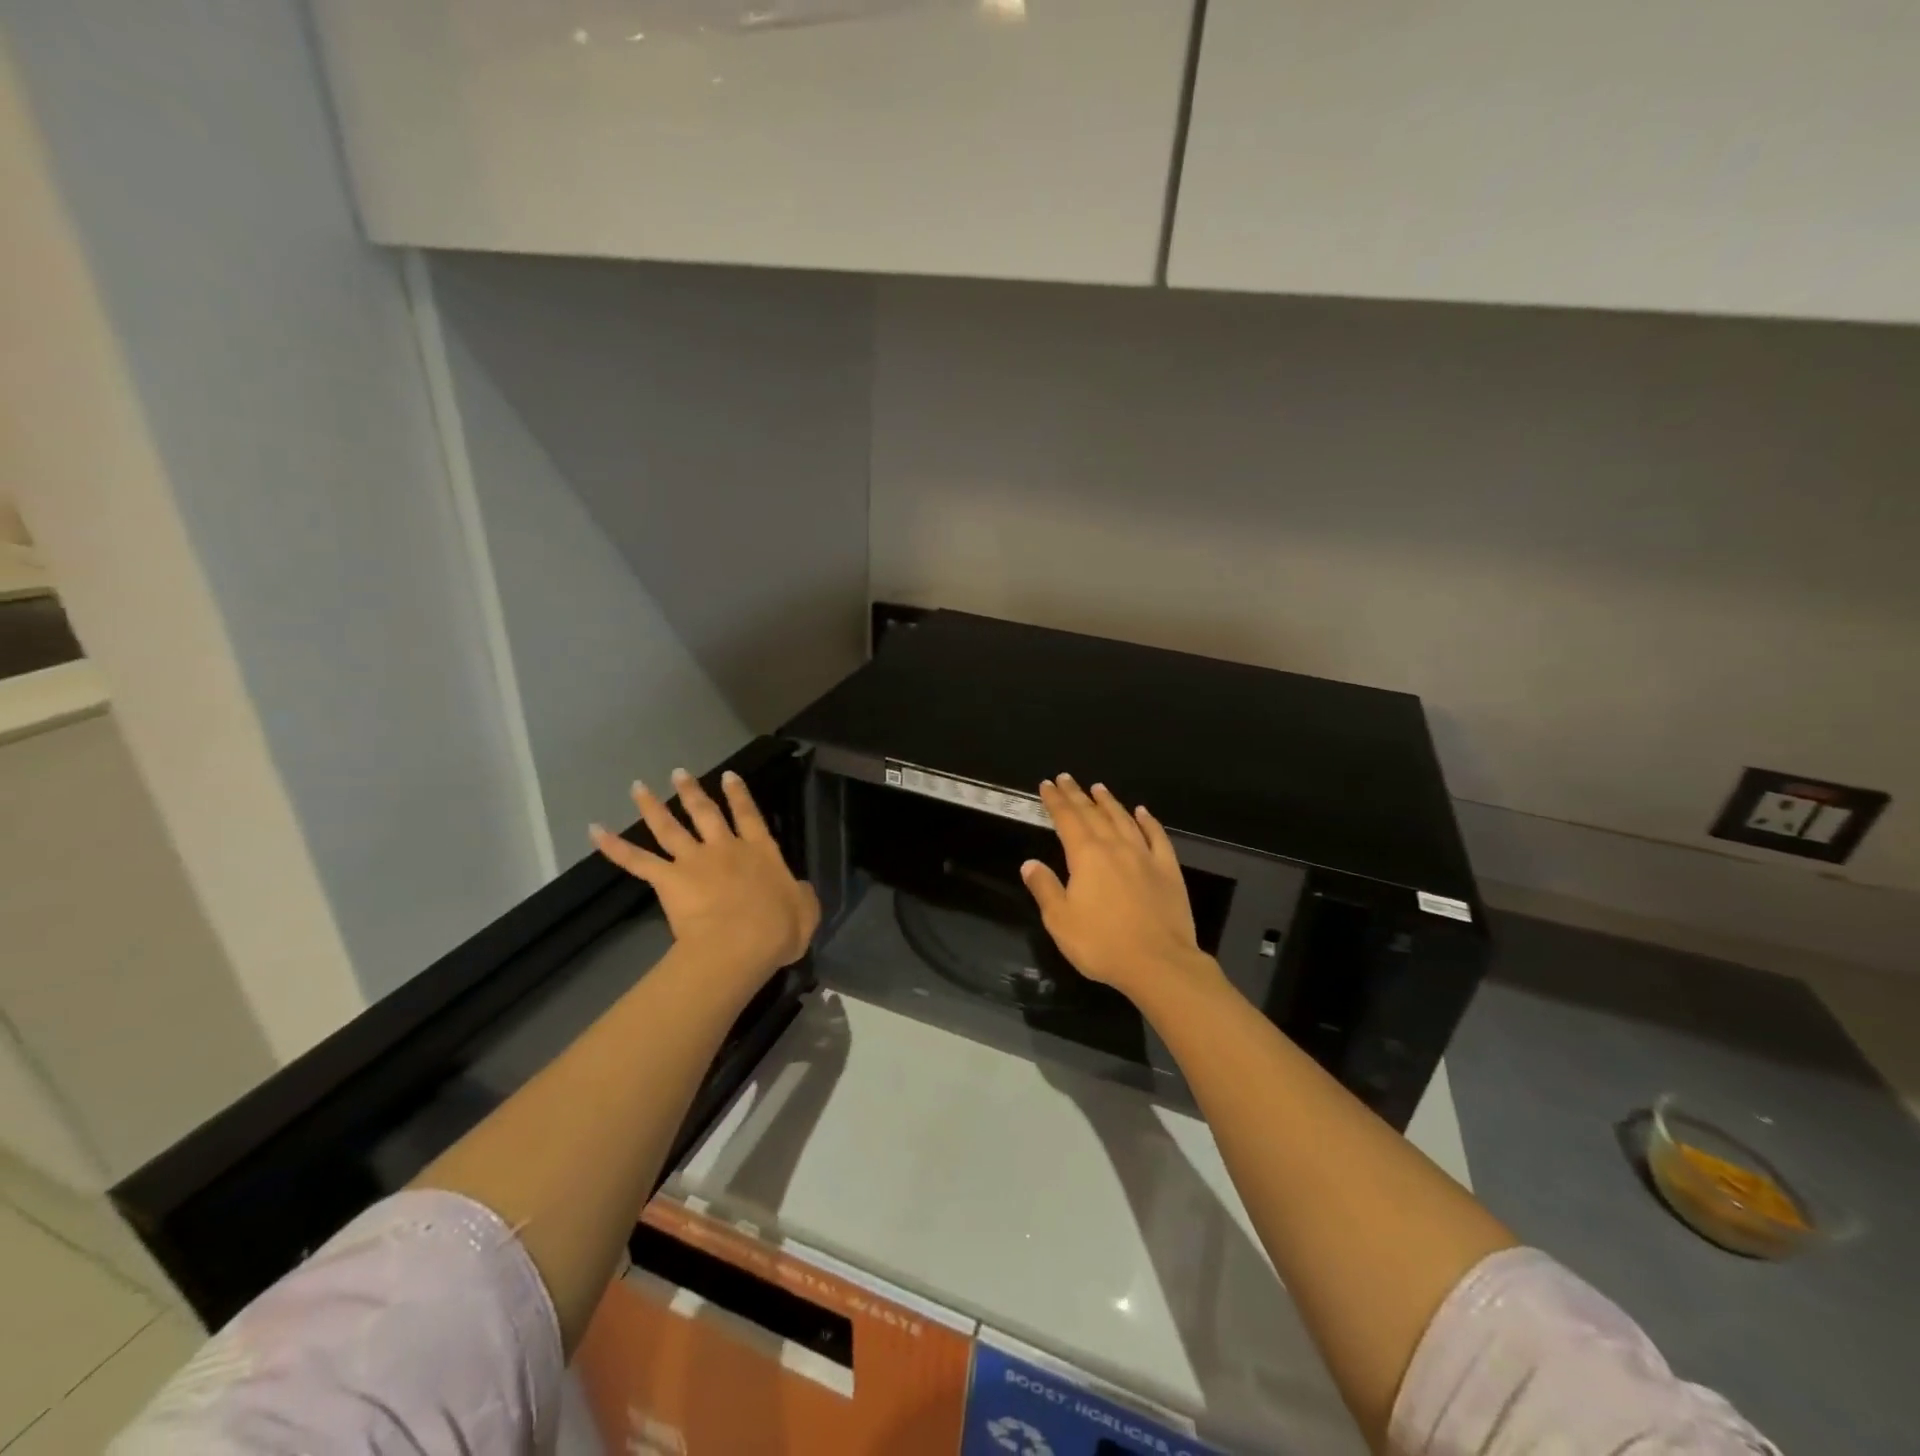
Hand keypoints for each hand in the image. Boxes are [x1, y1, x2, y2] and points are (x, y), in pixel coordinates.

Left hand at [591, 768, 819, 979]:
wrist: (740, 944)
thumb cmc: (777, 930)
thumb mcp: (806, 911)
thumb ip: (801, 895)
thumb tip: (798, 890)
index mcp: (760, 852)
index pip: (749, 815)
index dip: (739, 795)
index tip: (728, 776)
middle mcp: (725, 848)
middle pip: (705, 813)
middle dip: (692, 792)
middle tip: (679, 772)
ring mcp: (694, 861)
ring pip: (669, 827)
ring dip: (652, 806)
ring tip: (638, 787)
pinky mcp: (668, 880)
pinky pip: (636, 860)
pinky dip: (614, 846)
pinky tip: (594, 831)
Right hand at [1021, 775, 1222, 1004]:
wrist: (1159, 963)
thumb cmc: (1102, 944)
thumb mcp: (1060, 920)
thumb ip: (1045, 888)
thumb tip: (1030, 863)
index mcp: (1086, 856)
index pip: (1067, 819)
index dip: (1055, 801)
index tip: (1047, 785)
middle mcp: (1115, 847)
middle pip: (1093, 814)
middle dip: (1077, 795)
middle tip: (1066, 778)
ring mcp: (1145, 856)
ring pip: (1124, 820)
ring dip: (1109, 802)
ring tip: (1098, 788)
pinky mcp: (1168, 871)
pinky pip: (1157, 837)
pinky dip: (1148, 821)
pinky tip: (1142, 812)